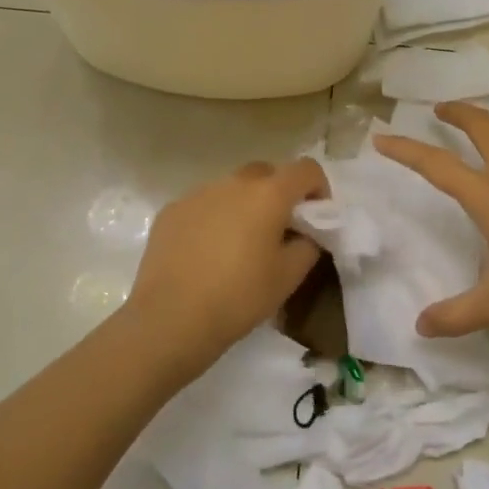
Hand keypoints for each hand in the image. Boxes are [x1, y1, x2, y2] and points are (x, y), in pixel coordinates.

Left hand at [120, 158, 327, 375]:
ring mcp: (198, 193)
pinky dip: (213, 219)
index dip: (318, 188)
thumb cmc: (239, 297)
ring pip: (232, 188)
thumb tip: (305, 232)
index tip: (315, 217)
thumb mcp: (289, 277)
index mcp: (268, 194)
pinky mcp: (171, 211)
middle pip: (267, 173)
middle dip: (279, 194)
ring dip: (244, 206)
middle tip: (279, 231)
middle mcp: (233, 183)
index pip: (306, 169)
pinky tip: (206, 254)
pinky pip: (203, 205)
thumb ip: (308, 244)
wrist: (170, 319)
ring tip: (238, 245)